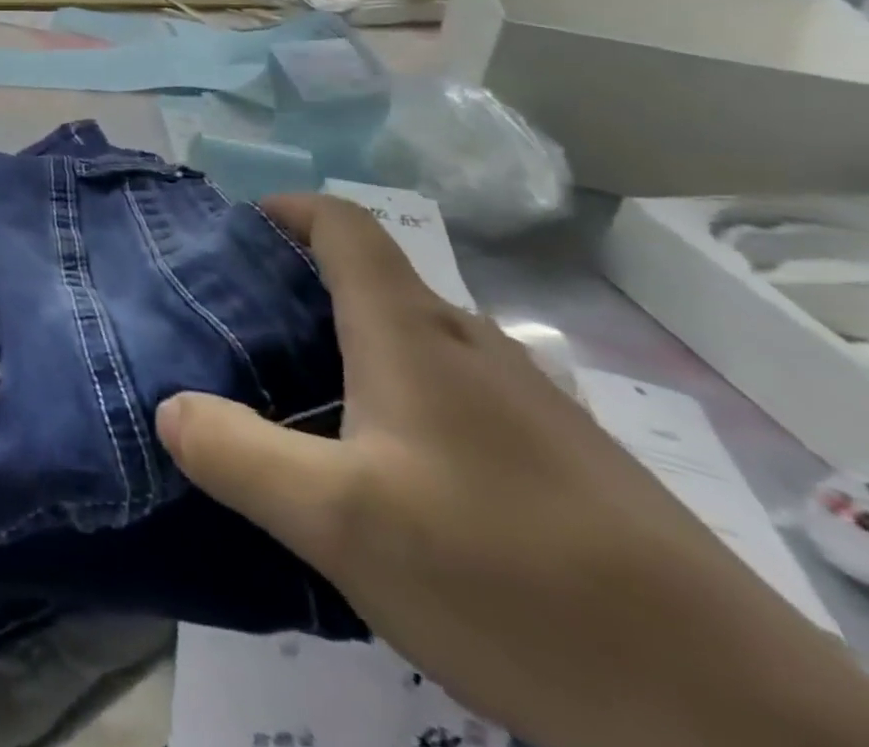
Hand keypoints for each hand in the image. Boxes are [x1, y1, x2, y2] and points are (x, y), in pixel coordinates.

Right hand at [156, 195, 868, 746]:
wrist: (736, 721)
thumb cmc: (509, 580)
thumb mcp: (339, 521)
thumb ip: (238, 454)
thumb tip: (170, 408)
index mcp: (411, 332)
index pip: (345, 225)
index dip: (288, 209)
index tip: (234, 230)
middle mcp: (469, 345)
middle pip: (371, 279)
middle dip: (297, 286)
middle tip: (237, 330)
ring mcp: (524, 402)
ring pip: (412, 340)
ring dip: (345, 345)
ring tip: (293, 399)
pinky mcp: (561, 460)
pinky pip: (451, 392)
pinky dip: (395, 396)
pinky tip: (383, 472)